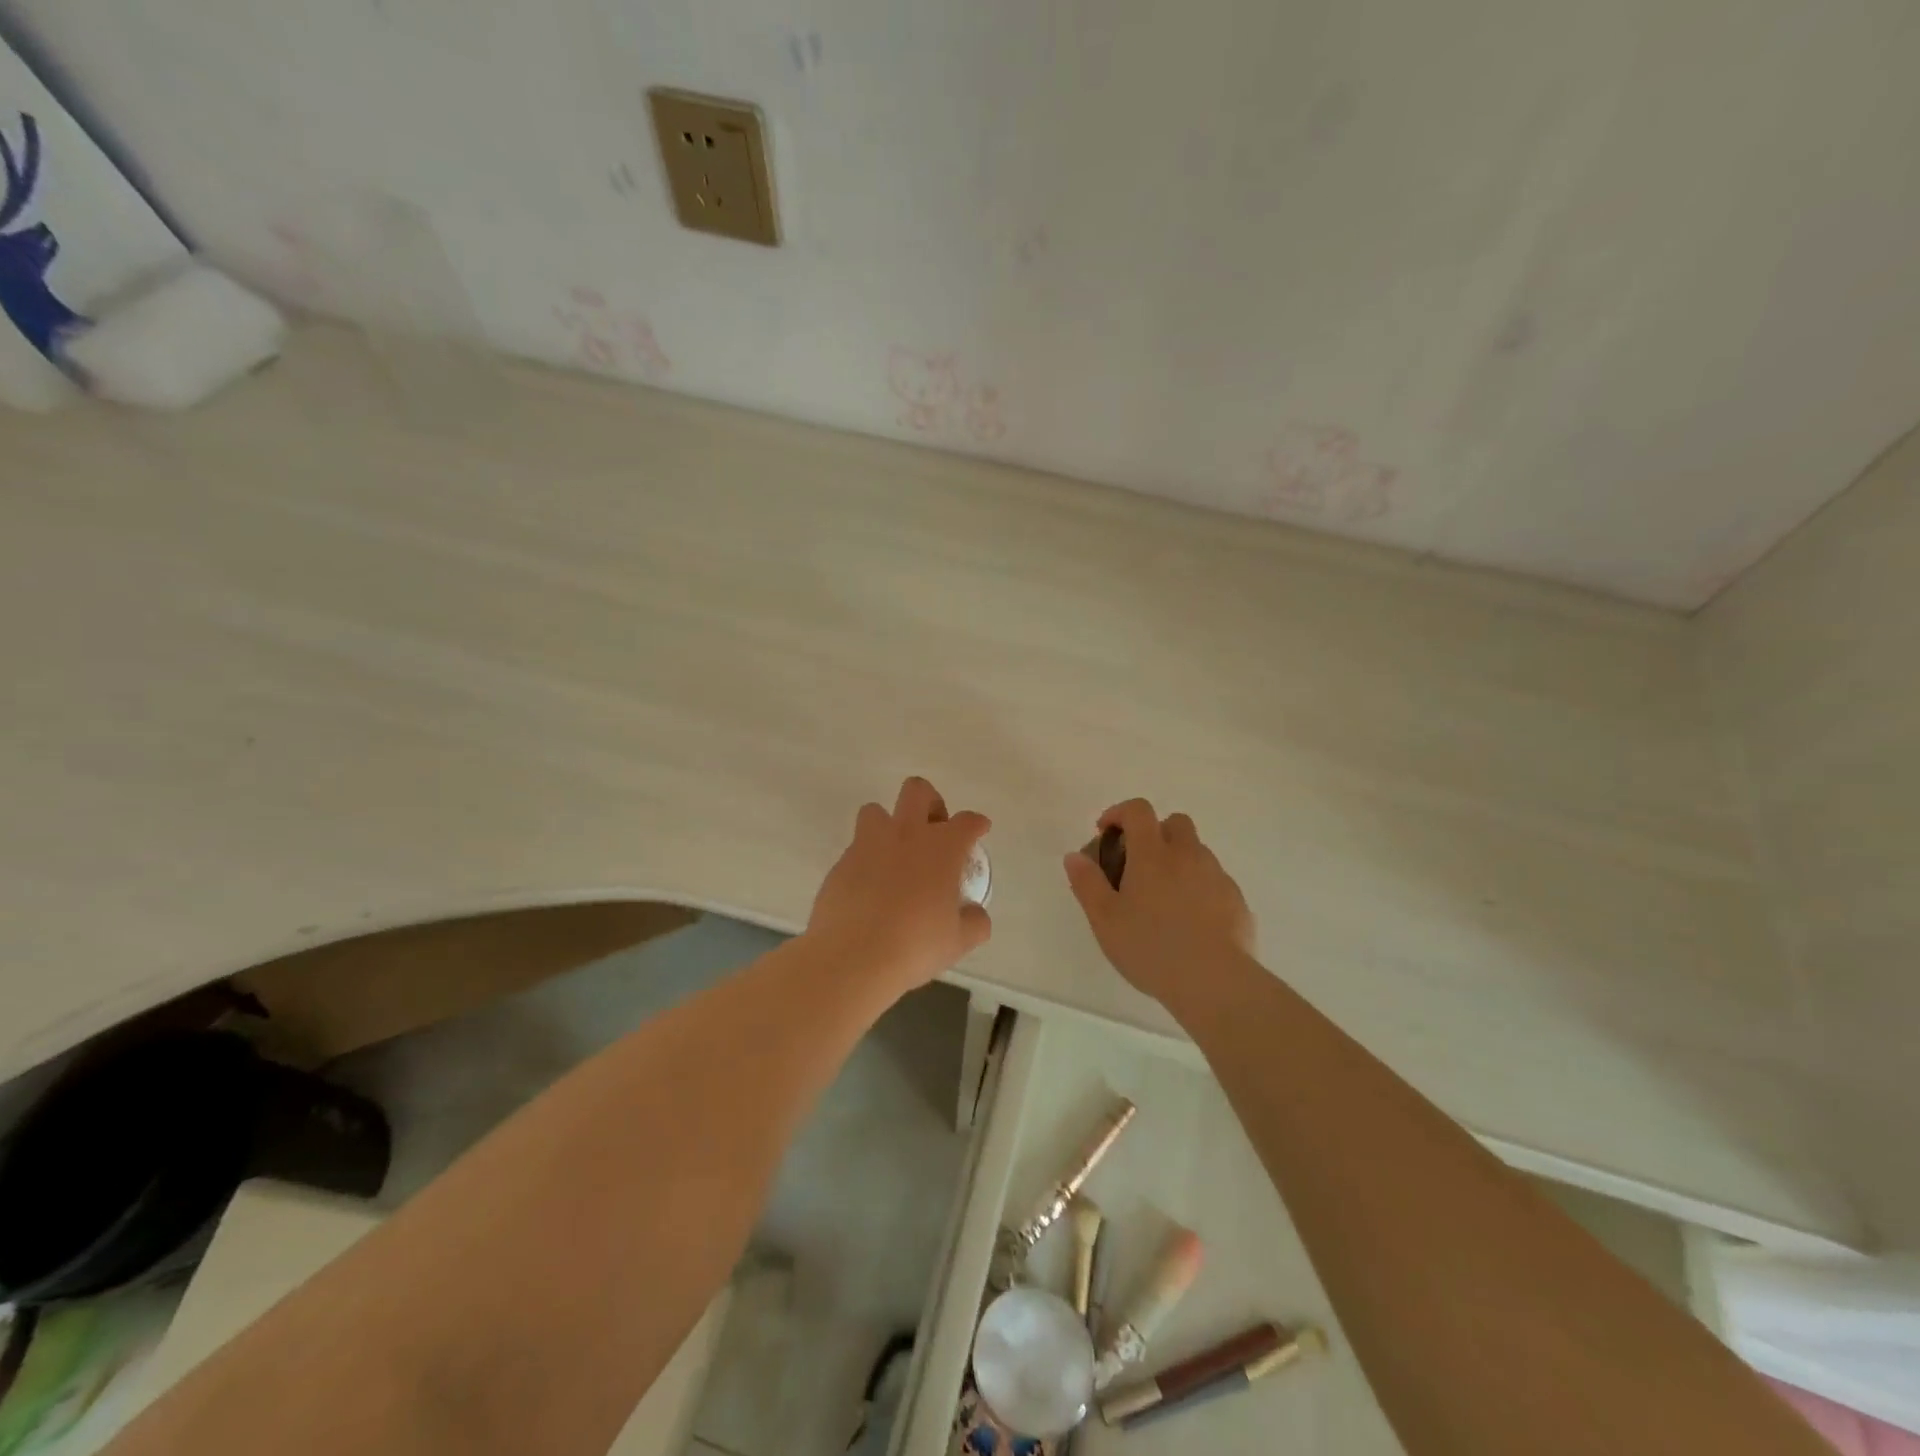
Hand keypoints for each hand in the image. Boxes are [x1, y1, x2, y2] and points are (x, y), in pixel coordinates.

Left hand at [807, 776, 991, 998]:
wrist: (852, 957)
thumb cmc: (915, 945)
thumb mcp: (958, 941)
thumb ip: (974, 922)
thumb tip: (975, 914)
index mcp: (941, 848)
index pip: (966, 822)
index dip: (976, 824)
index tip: (979, 830)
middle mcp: (906, 835)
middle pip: (918, 791)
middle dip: (930, 802)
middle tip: (934, 830)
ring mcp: (868, 845)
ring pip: (876, 810)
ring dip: (889, 824)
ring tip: (895, 855)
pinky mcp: (841, 863)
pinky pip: (856, 848)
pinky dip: (867, 860)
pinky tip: (871, 888)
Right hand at [1063, 799, 1255, 1004]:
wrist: (1215, 982)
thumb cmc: (1151, 948)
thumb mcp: (1105, 919)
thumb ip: (1087, 883)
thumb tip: (1074, 856)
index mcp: (1153, 854)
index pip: (1138, 810)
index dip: (1119, 813)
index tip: (1106, 833)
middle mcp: (1188, 855)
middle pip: (1175, 823)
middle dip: (1155, 833)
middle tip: (1138, 864)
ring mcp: (1217, 876)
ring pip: (1197, 852)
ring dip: (1178, 861)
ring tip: (1163, 899)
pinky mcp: (1237, 900)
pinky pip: (1214, 881)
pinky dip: (1199, 888)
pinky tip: (1190, 921)